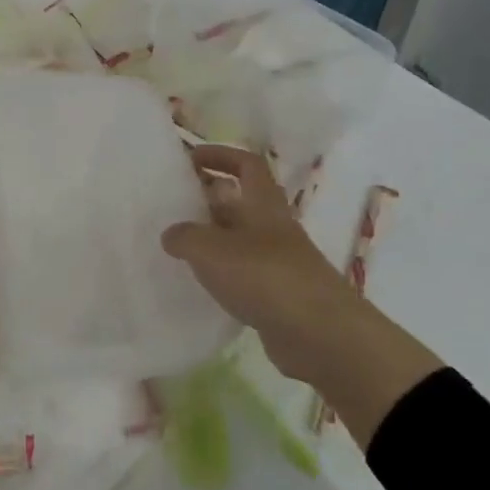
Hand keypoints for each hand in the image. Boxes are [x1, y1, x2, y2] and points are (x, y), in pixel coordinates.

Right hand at [162, 146, 441, 444]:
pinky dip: (222, 273)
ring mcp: (278, 262)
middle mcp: (273, 227)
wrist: (319, 334)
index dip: (221, 155)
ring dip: (213, 238)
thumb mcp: (212, 250)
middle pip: (241, 201)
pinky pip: (244, 274)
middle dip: (209, 198)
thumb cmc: (265, 276)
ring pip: (240, 239)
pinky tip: (200, 283)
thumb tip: (171, 234)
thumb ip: (186, 237)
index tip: (191, 158)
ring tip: (178, 245)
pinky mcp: (277, 295)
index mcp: (264, 204)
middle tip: (174, 205)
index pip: (247, 164)